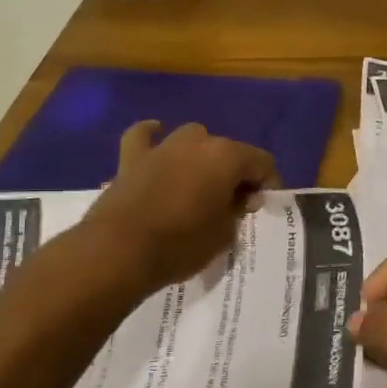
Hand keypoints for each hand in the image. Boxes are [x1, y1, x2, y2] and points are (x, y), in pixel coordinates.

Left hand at [74, 121, 278, 299]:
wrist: (119, 252)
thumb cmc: (181, 244)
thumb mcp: (225, 234)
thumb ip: (237, 211)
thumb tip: (239, 199)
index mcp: (227, 157)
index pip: (262, 162)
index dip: (268, 184)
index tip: (261, 207)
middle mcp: (197, 142)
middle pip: (228, 150)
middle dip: (235, 173)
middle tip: (232, 204)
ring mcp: (162, 146)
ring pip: (192, 138)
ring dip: (200, 156)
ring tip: (200, 182)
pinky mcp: (132, 158)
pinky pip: (143, 136)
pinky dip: (151, 135)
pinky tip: (156, 135)